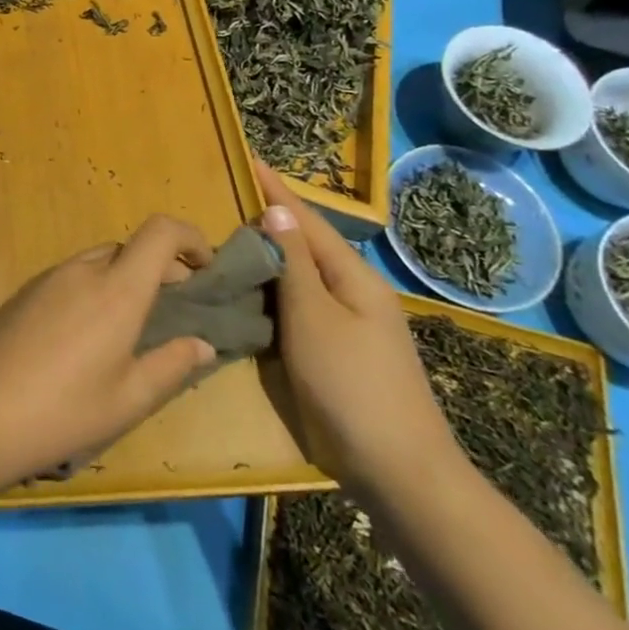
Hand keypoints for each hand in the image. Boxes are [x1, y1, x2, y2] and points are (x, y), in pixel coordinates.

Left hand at [0, 216, 218, 482]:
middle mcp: (82, 271)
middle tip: (175, 307)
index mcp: (116, 290)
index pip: (159, 232)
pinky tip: (86, 335)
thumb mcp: (128, 399)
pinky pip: (69, 278)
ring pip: (97, 262)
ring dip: (123, 279)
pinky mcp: (23, 293)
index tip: (206, 267)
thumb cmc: (63, 411)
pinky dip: (93, 290)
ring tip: (132, 325)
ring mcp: (47, 278)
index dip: (189, 237)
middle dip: (160, 267)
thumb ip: (170, 365)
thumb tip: (202, 344)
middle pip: (129, 248)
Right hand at [254, 164, 464, 504]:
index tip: (248, 158)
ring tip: (231, 236)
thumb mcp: (313, 318)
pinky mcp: (339, 350)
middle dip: (271, 218)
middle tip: (228, 198)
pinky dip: (274, 290)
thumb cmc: (352, 386)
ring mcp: (350, 324)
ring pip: (302, 276)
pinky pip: (301, 305)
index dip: (276, 190)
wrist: (399, 471)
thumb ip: (293, 264)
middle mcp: (355, 293)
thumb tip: (277, 210)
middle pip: (306, 245)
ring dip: (270, 254)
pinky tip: (252, 290)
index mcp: (353, 278)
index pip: (306, 220)